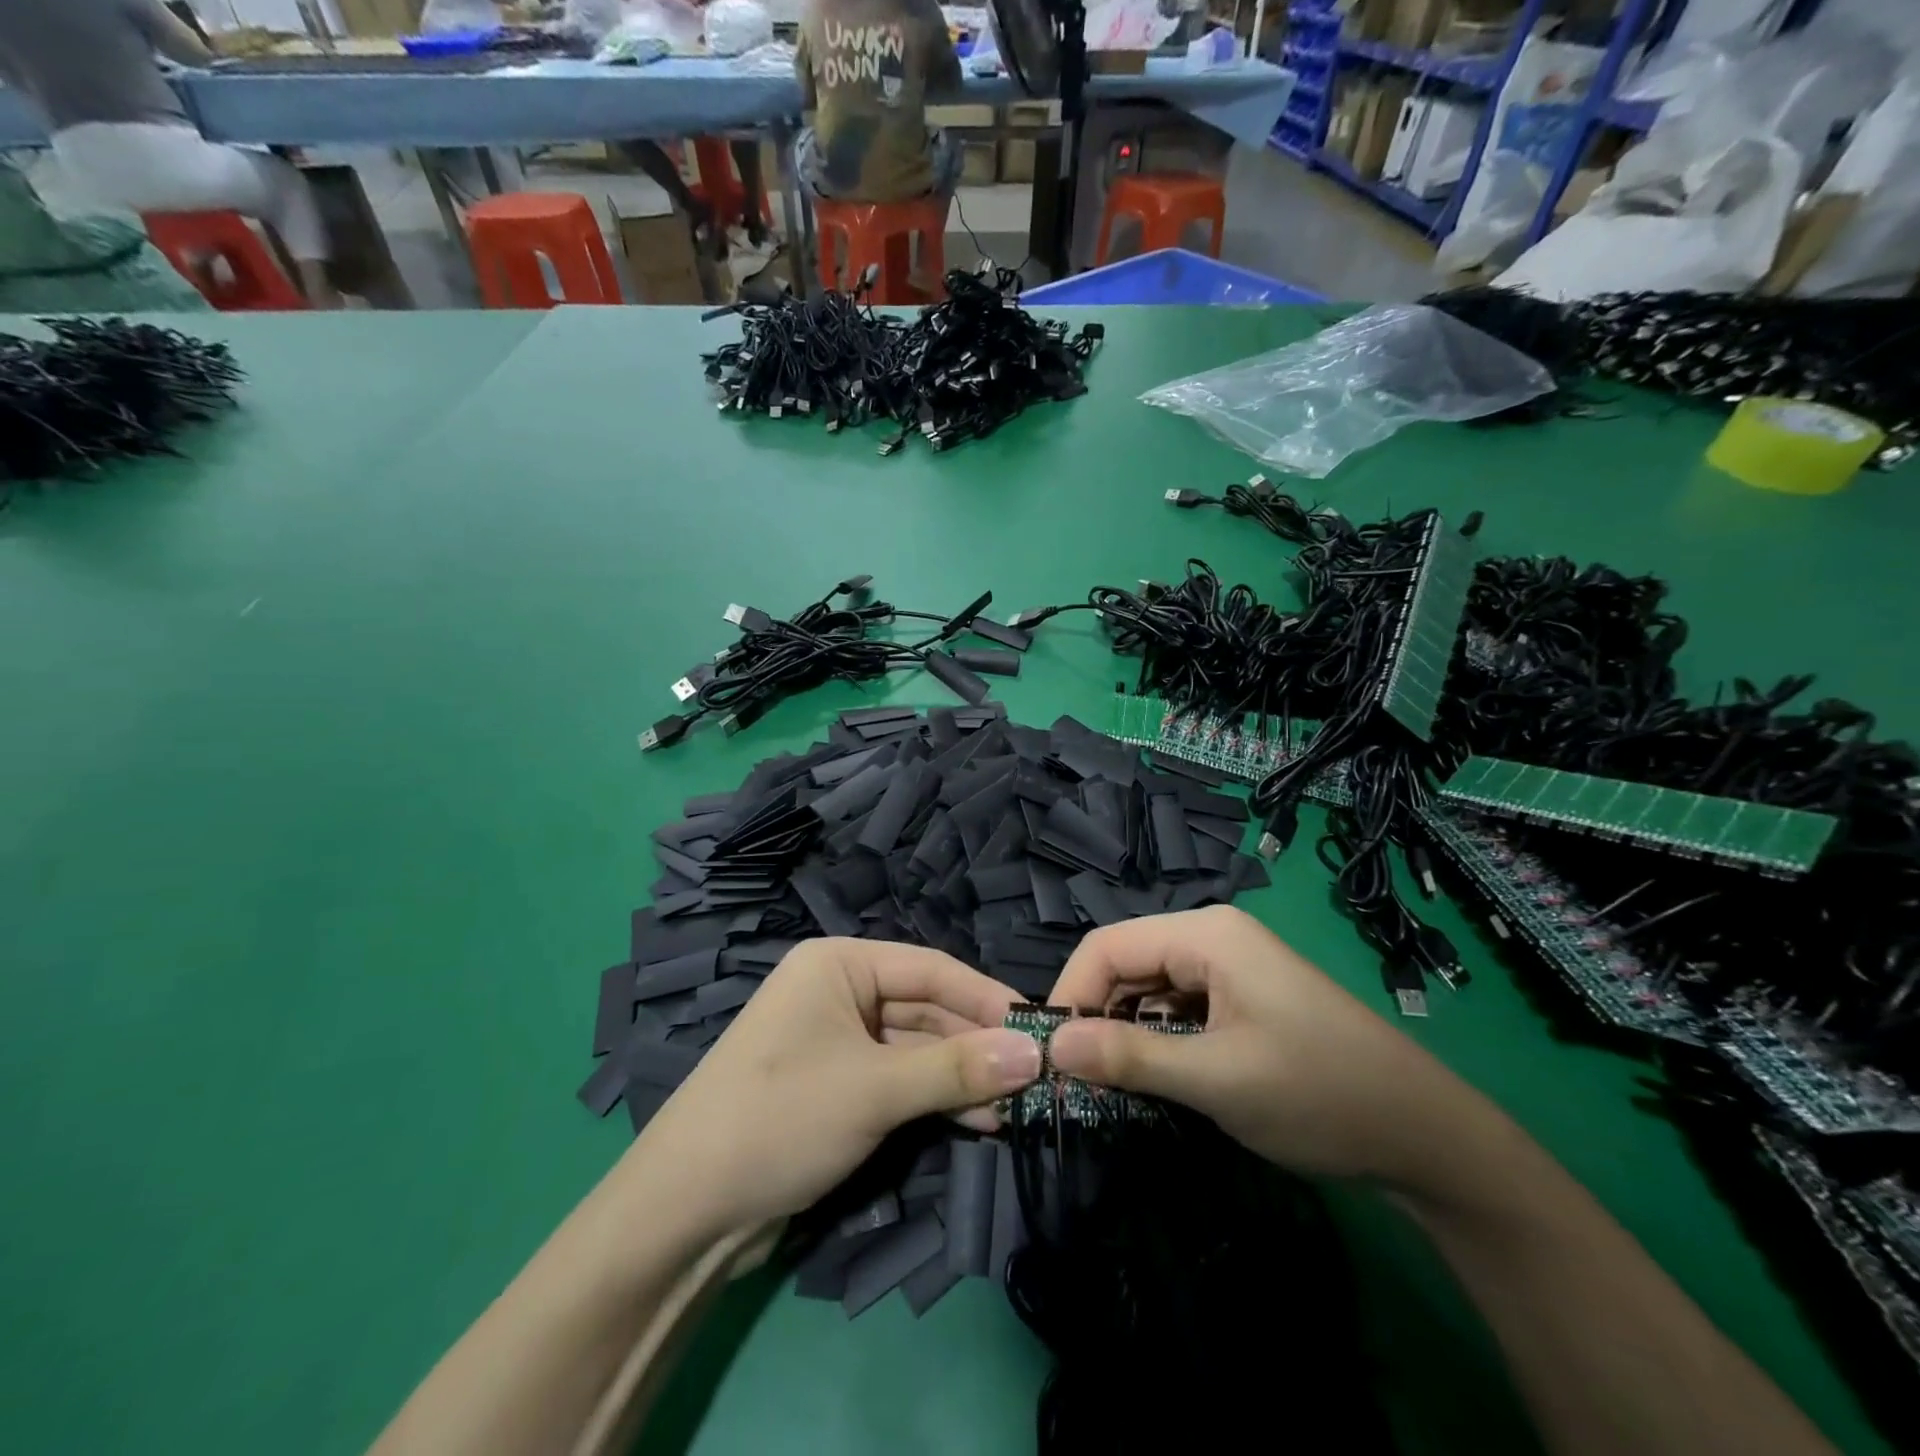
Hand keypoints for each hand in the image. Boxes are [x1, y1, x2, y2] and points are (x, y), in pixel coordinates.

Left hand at [617, 940, 1040, 1237]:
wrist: (683, 1212)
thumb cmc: (781, 1118)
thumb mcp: (875, 1089)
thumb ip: (957, 1069)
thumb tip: (1034, 1055)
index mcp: (838, 964)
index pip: (930, 969)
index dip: (987, 997)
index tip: (1039, 1028)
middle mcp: (839, 992)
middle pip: (925, 1010)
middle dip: (977, 1046)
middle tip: (1035, 1078)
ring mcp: (836, 1042)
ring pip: (915, 1050)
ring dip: (961, 1078)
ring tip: (1017, 1109)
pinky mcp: (836, 1087)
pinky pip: (897, 1080)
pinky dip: (934, 1099)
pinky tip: (979, 1121)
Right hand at [1046, 906, 1489, 1189]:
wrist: (1427, 1137)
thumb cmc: (1318, 1094)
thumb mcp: (1216, 1079)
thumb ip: (1129, 1058)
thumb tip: (1052, 1046)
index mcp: (1205, 934)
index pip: (1107, 946)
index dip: (1070, 992)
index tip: (1048, 1051)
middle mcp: (1212, 937)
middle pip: (1125, 963)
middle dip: (1096, 1013)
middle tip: (1074, 1076)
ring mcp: (1229, 967)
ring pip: (1148, 987)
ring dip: (1124, 1029)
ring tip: (1107, 1081)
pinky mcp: (1241, 997)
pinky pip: (1177, 1005)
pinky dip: (1155, 1037)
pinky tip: (1152, 1074)